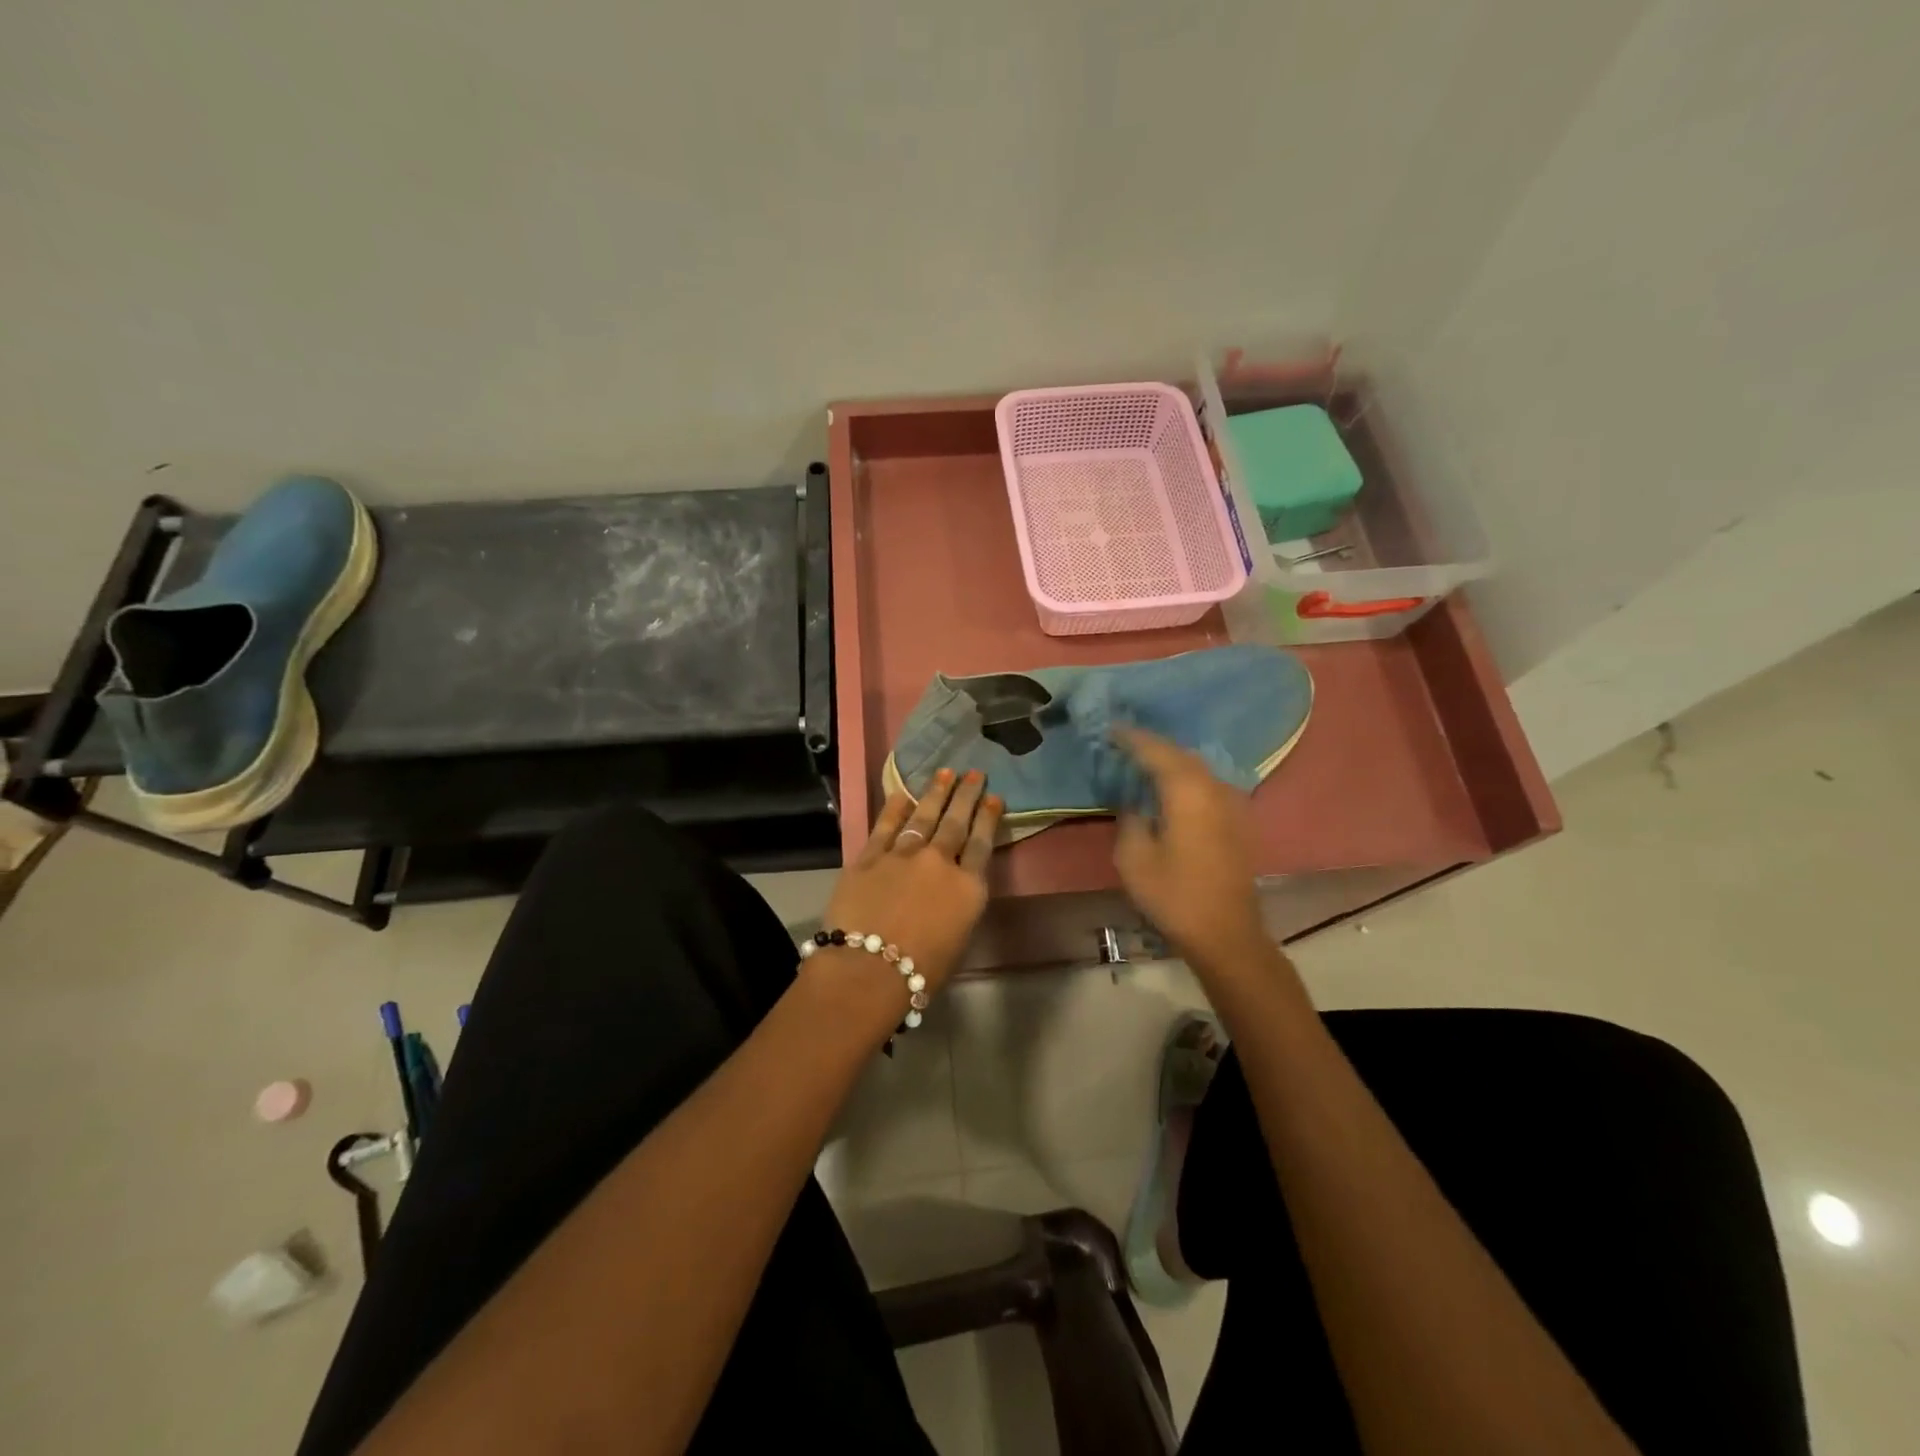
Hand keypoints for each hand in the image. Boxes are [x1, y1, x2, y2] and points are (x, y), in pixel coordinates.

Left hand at [812, 770, 1003, 1022]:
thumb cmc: (921, 972)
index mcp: (968, 887)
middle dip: (967, 795)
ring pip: (924, 816)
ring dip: (936, 793)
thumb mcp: (959, 940)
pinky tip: (902, 793)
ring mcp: (902, 855)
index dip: (988, 817)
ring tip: (945, 772)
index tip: (994, 796)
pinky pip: (885, 826)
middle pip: (956, 822)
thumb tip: (952, 890)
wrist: (867, 970)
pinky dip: (895, 808)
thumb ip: (960, 906)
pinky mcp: (869, 857)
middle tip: (975, 772)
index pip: (982, 843)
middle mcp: (939, 862)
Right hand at [1112, 728, 1266, 970]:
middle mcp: (1214, 787)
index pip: (1156, 751)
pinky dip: (1185, 778)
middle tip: (1123, 742)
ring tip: (1143, 761)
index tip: (1109, 729)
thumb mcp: (1133, 858)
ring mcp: (1231, 803)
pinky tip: (1170, 788)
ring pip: (1197, 768)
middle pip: (1180, 754)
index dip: (1131, 738)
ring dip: (1170, 761)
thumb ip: (1130, 818)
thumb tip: (1134, 802)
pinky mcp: (1237, 820)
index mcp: (1187, 791)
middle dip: (1152, 745)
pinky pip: (1207, 784)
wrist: (1226, 932)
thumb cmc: (1174, 895)